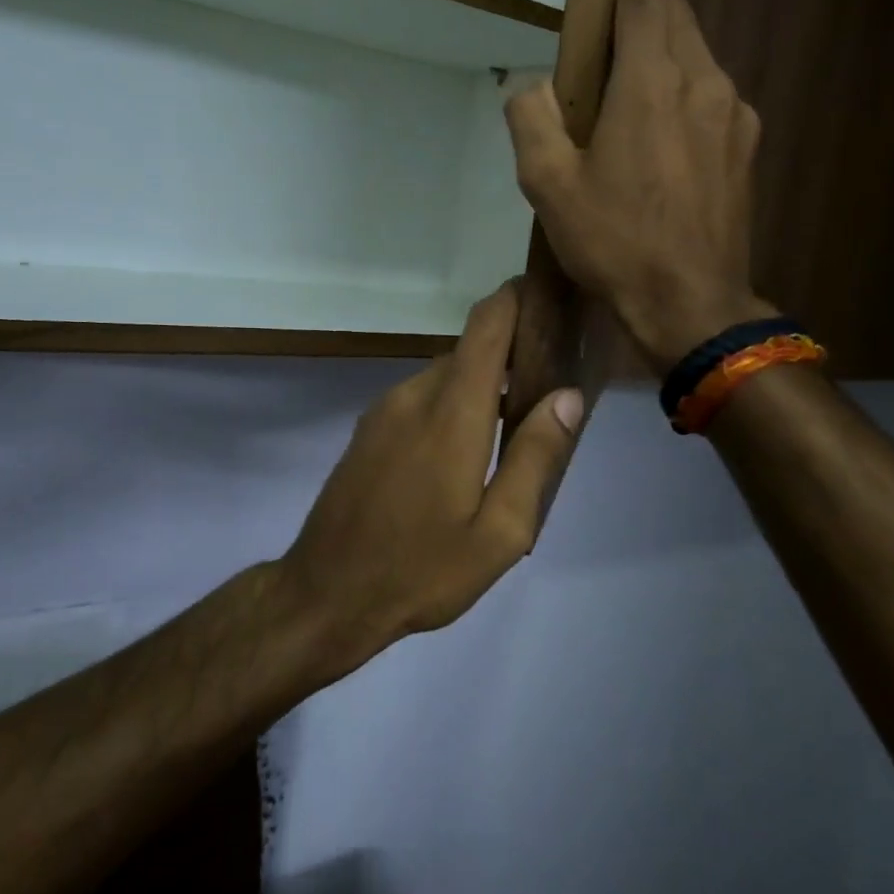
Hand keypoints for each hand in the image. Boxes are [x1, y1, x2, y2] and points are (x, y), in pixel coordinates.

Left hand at [278, 282, 581, 674]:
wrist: (326, 594)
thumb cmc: (421, 569)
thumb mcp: (499, 532)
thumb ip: (535, 457)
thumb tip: (567, 396)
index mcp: (451, 411)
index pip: (486, 325)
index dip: (517, 299)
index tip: (551, 300)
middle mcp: (415, 394)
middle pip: (471, 351)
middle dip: (511, 356)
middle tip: (549, 389)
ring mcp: (385, 409)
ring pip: (446, 376)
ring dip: (480, 387)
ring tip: (513, 429)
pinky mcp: (370, 428)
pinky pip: (421, 398)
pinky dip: (452, 405)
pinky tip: (465, 452)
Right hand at [506, 0, 770, 370]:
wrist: (692, 304)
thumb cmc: (614, 242)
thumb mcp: (549, 186)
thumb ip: (531, 120)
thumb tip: (530, 86)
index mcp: (651, 83)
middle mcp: (703, 83)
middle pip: (678, 19)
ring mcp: (733, 116)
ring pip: (699, 57)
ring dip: (669, 45)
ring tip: (637, 65)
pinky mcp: (746, 148)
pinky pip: (713, 96)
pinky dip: (686, 87)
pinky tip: (665, 121)